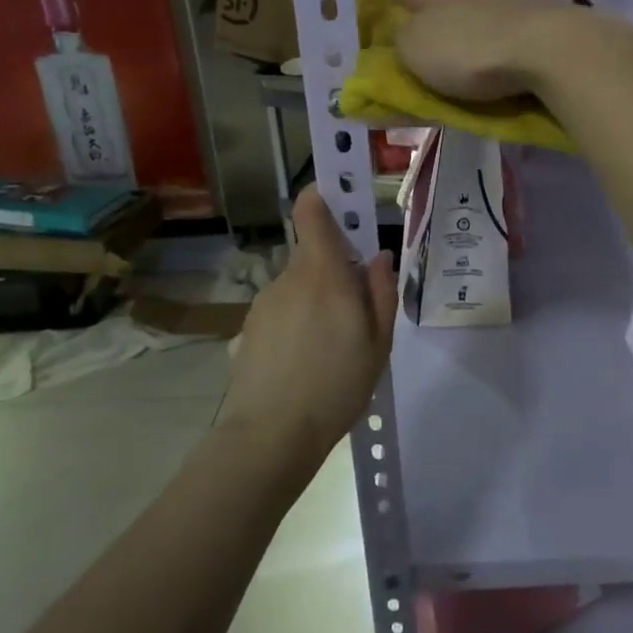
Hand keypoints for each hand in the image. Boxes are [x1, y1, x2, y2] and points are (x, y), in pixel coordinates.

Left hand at [222, 187, 395, 454]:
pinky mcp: (251, 326)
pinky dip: (297, 322)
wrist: (271, 434)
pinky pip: (283, 309)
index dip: (324, 198)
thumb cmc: (337, 386)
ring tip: (331, 348)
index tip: (343, 205)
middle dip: (336, 271)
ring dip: (317, 300)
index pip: (311, 212)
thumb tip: (380, 257)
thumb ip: (382, 292)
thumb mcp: (379, 343)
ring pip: (300, 285)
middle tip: (356, 314)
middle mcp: (290, 277)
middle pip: (314, 255)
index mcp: (324, 273)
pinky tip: (305, 361)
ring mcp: (266, 301)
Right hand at [394, 0, 632, 102]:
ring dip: (474, 31)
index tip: (384, 20)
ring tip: (470, 56)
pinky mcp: (543, 22)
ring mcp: (512, 2)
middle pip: (446, 3)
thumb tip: (395, 35)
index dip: (392, 7)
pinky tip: (506, 58)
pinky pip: (513, 31)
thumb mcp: (416, 51)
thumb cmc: (470, 52)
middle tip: (429, 45)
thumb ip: (399, 42)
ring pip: (483, 14)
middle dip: (436, 20)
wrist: (548, 50)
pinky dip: (504, 44)